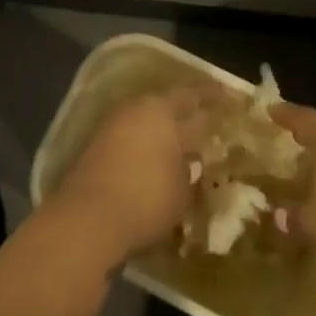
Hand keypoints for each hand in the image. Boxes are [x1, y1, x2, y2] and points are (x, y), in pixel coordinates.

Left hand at [46, 86, 214, 270]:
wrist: (87, 220)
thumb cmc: (145, 198)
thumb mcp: (182, 191)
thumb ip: (189, 172)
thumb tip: (190, 163)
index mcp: (160, 110)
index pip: (192, 95)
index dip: (212, 95)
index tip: (228, 95)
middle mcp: (135, 111)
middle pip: (166, 107)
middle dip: (186, 114)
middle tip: (206, 121)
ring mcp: (111, 128)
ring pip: (146, 124)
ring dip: (163, 133)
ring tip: (182, 147)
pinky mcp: (95, 150)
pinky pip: (130, 141)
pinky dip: (145, 149)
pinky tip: (154, 165)